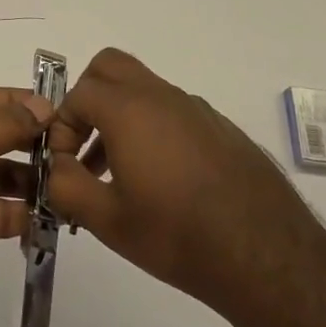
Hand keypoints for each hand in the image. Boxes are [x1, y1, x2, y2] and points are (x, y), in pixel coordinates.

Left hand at [0, 87, 50, 300]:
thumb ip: (7, 123)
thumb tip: (45, 105)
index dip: (28, 105)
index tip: (68, 116)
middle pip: (1, 137)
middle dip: (35, 146)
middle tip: (78, 157)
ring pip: (4, 176)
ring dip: (33, 182)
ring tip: (71, 189)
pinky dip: (22, 214)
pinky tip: (52, 217)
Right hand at [46, 49, 325, 326]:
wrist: (270, 259)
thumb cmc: (178, 236)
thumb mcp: (107, 220)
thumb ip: (65, 185)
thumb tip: (55, 166)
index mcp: (129, 109)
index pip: (78, 94)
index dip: (62, 127)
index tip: (66, 165)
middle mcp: (162, 97)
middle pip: (111, 67)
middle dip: (88, 97)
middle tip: (85, 143)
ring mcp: (196, 110)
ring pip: (144, 90)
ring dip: (120, 116)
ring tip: (119, 175)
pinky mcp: (222, 129)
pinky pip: (174, 112)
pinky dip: (154, 130)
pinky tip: (165, 184)